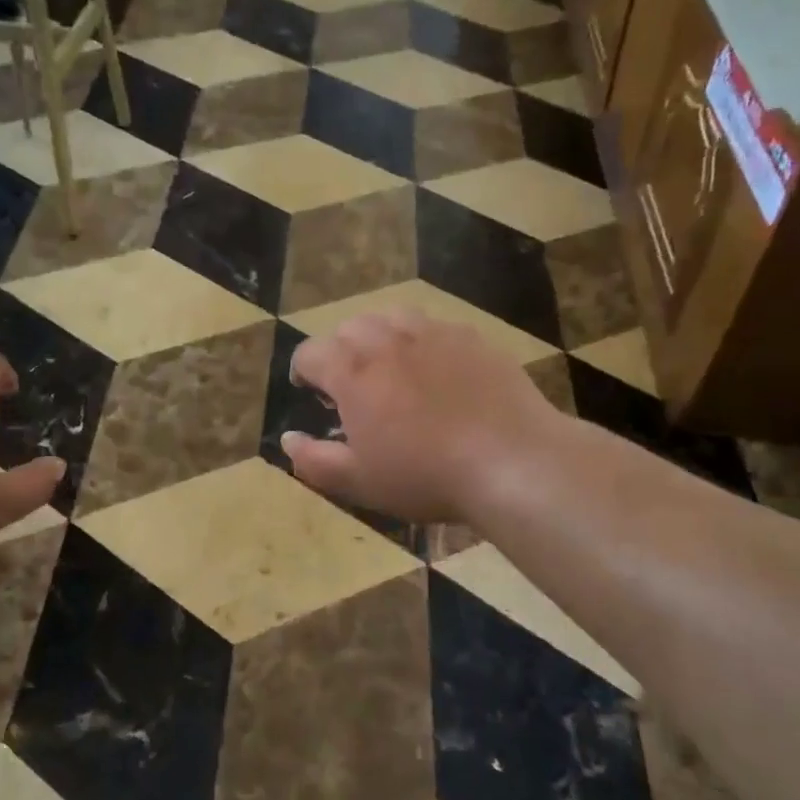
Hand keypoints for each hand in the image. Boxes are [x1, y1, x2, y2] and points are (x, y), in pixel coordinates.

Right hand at [281, 311, 555, 523]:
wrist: (511, 461)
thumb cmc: (425, 475)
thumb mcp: (358, 481)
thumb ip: (313, 460)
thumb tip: (287, 439)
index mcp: (353, 372)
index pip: (310, 353)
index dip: (303, 370)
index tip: (310, 390)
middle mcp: (388, 341)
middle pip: (350, 327)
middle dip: (341, 350)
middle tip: (353, 384)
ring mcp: (433, 334)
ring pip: (392, 317)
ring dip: (381, 337)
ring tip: (392, 367)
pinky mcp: (472, 338)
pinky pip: (436, 327)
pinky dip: (424, 342)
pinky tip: (438, 371)